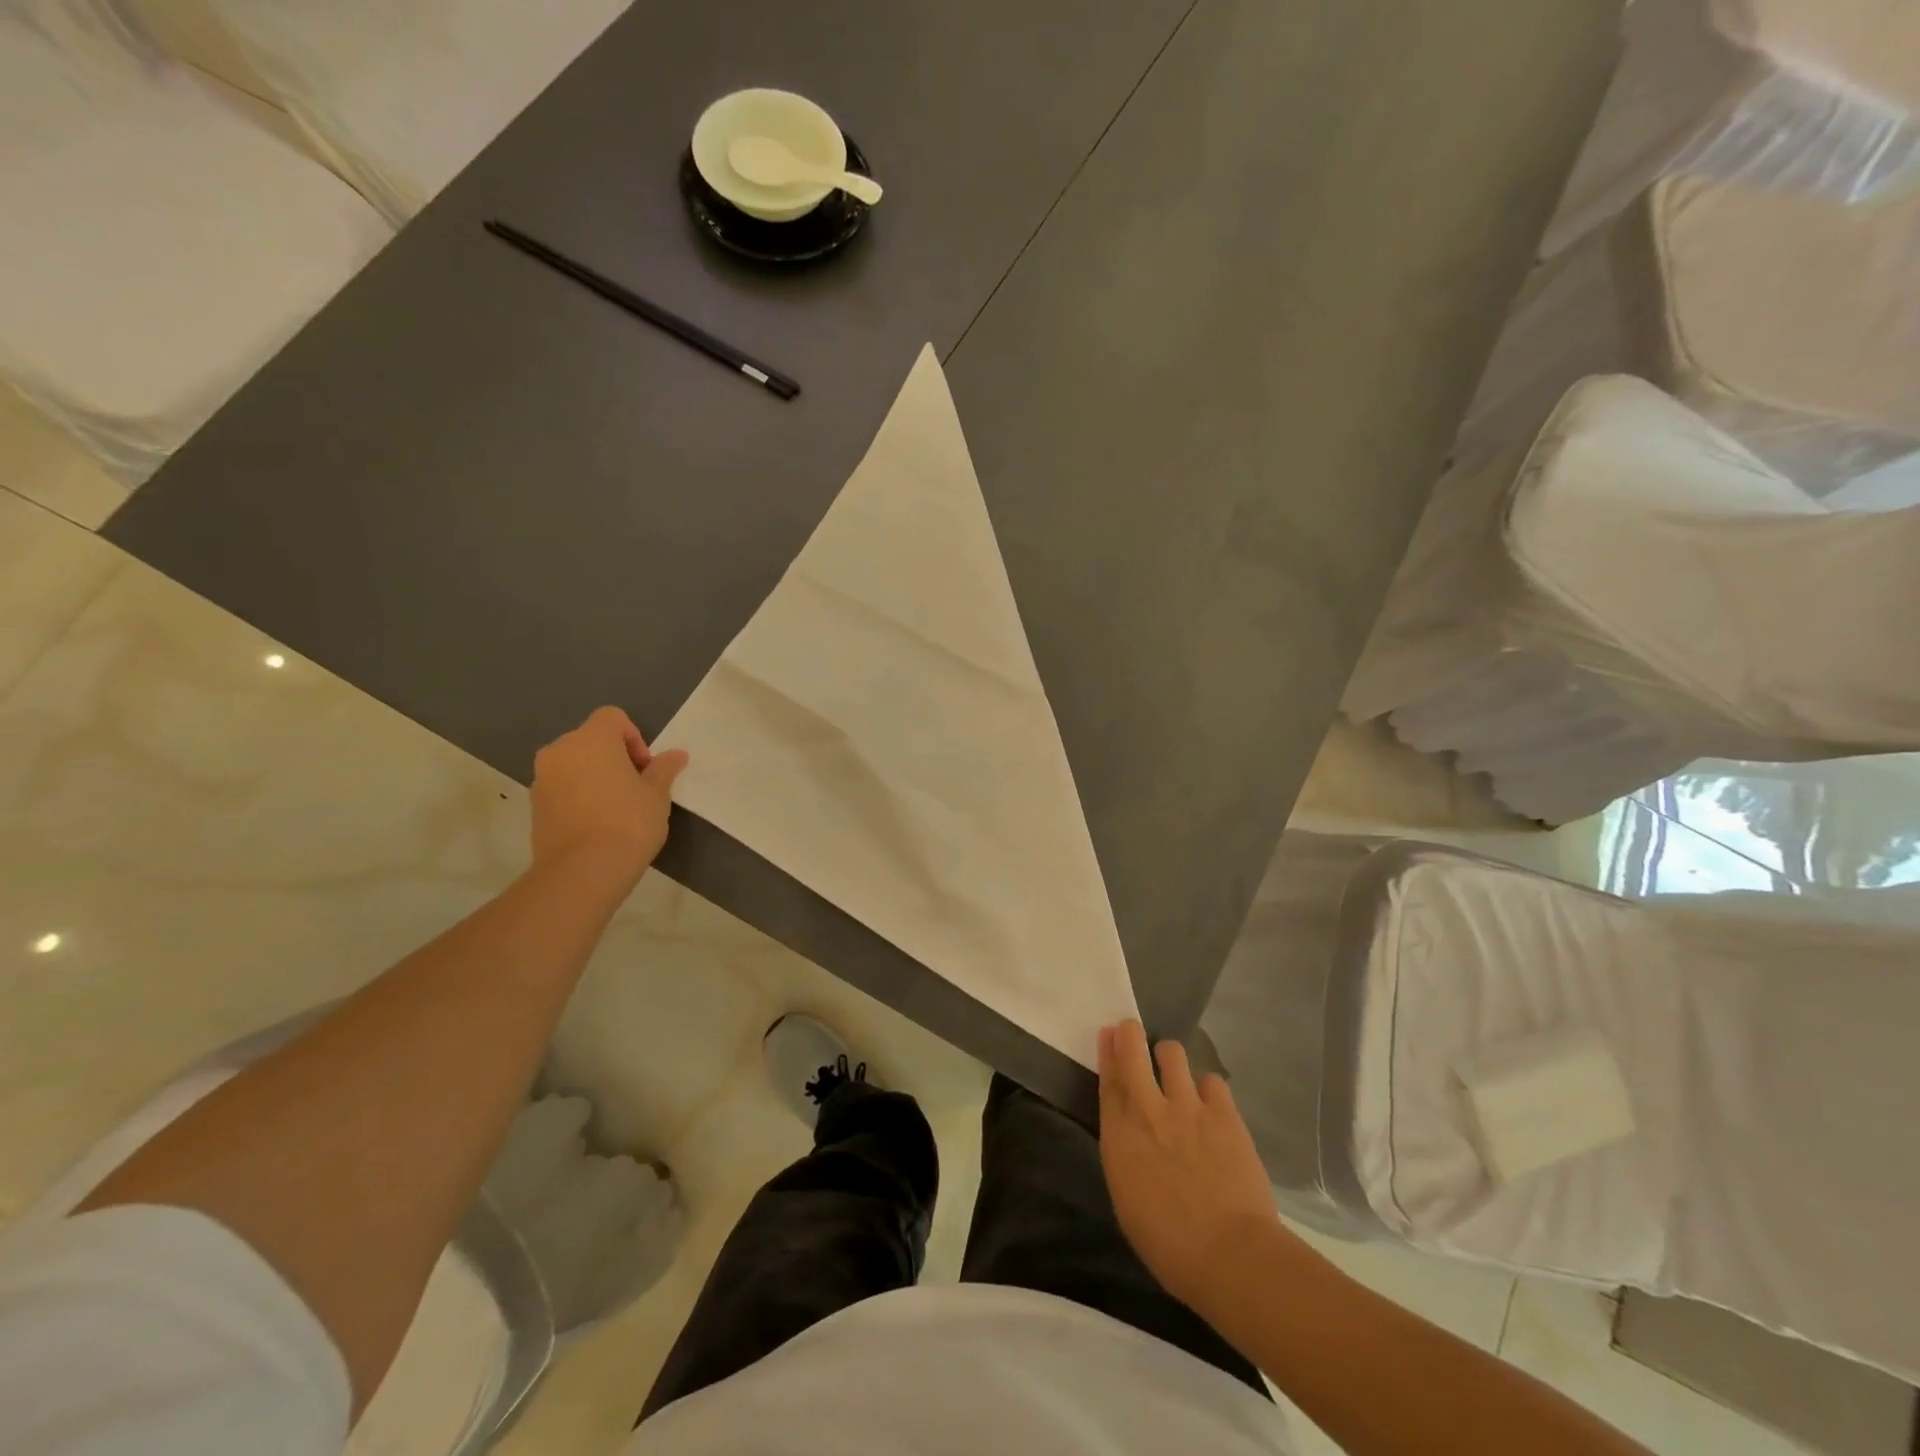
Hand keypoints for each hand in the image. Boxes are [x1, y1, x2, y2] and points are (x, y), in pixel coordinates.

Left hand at [531, 707, 687, 884]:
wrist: (582, 871)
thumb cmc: (628, 822)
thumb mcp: (657, 794)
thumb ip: (664, 769)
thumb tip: (676, 755)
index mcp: (591, 739)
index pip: (612, 717)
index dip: (633, 737)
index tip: (645, 768)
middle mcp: (560, 750)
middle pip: (591, 740)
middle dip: (614, 757)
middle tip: (635, 787)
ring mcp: (542, 778)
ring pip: (574, 764)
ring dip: (594, 776)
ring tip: (615, 808)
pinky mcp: (534, 805)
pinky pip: (562, 787)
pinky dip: (578, 795)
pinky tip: (596, 823)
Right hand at [1098, 1019, 1279, 1316]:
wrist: (1229, 1254)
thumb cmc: (1168, 1244)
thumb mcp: (1127, 1198)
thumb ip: (1125, 1154)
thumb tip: (1130, 1135)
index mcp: (1119, 1135)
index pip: (1108, 1079)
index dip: (1107, 1051)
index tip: (1108, 1033)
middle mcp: (1148, 1109)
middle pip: (1133, 1050)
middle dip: (1130, 1034)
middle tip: (1133, 1034)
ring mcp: (1188, 1106)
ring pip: (1172, 1053)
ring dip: (1169, 1058)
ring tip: (1176, 1073)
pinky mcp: (1224, 1113)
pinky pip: (1211, 1080)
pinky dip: (1208, 1089)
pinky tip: (1211, 1105)